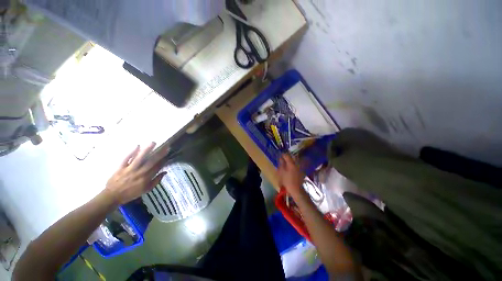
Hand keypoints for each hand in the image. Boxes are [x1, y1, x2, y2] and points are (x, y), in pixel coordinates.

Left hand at [104, 142, 169, 204]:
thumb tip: (165, 172)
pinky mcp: (121, 167)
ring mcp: (129, 169)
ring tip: (153, 143)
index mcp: (146, 178)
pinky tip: (137, 146)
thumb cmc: (131, 193)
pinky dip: (132, 152)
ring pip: (139, 158)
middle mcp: (139, 173)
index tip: (168, 154)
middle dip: (159, 154)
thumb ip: (156, 181)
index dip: (163, 160)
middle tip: (166, 147)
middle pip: (151, 161)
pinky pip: (127, 158)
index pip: (157, 167)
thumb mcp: (146, 190)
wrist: (112, 196)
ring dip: (147, 150)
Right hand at [278, 154, 305, 197]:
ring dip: (291, 160)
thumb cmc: (287, 181)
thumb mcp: (282, 172)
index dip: (283, 155)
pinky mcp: (301, 171)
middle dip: (288, 157)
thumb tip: (281, 159)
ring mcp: (300, 168)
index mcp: (291, 164)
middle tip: (283, 158)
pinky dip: (294, 165)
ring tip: (287, 162)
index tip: (280, 155)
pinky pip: (297, 165)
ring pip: (295, 161)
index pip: (287, 156)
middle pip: (292, 157)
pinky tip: (291, 167)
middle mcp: (296, 164)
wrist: (296, 190)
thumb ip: (281, 164)